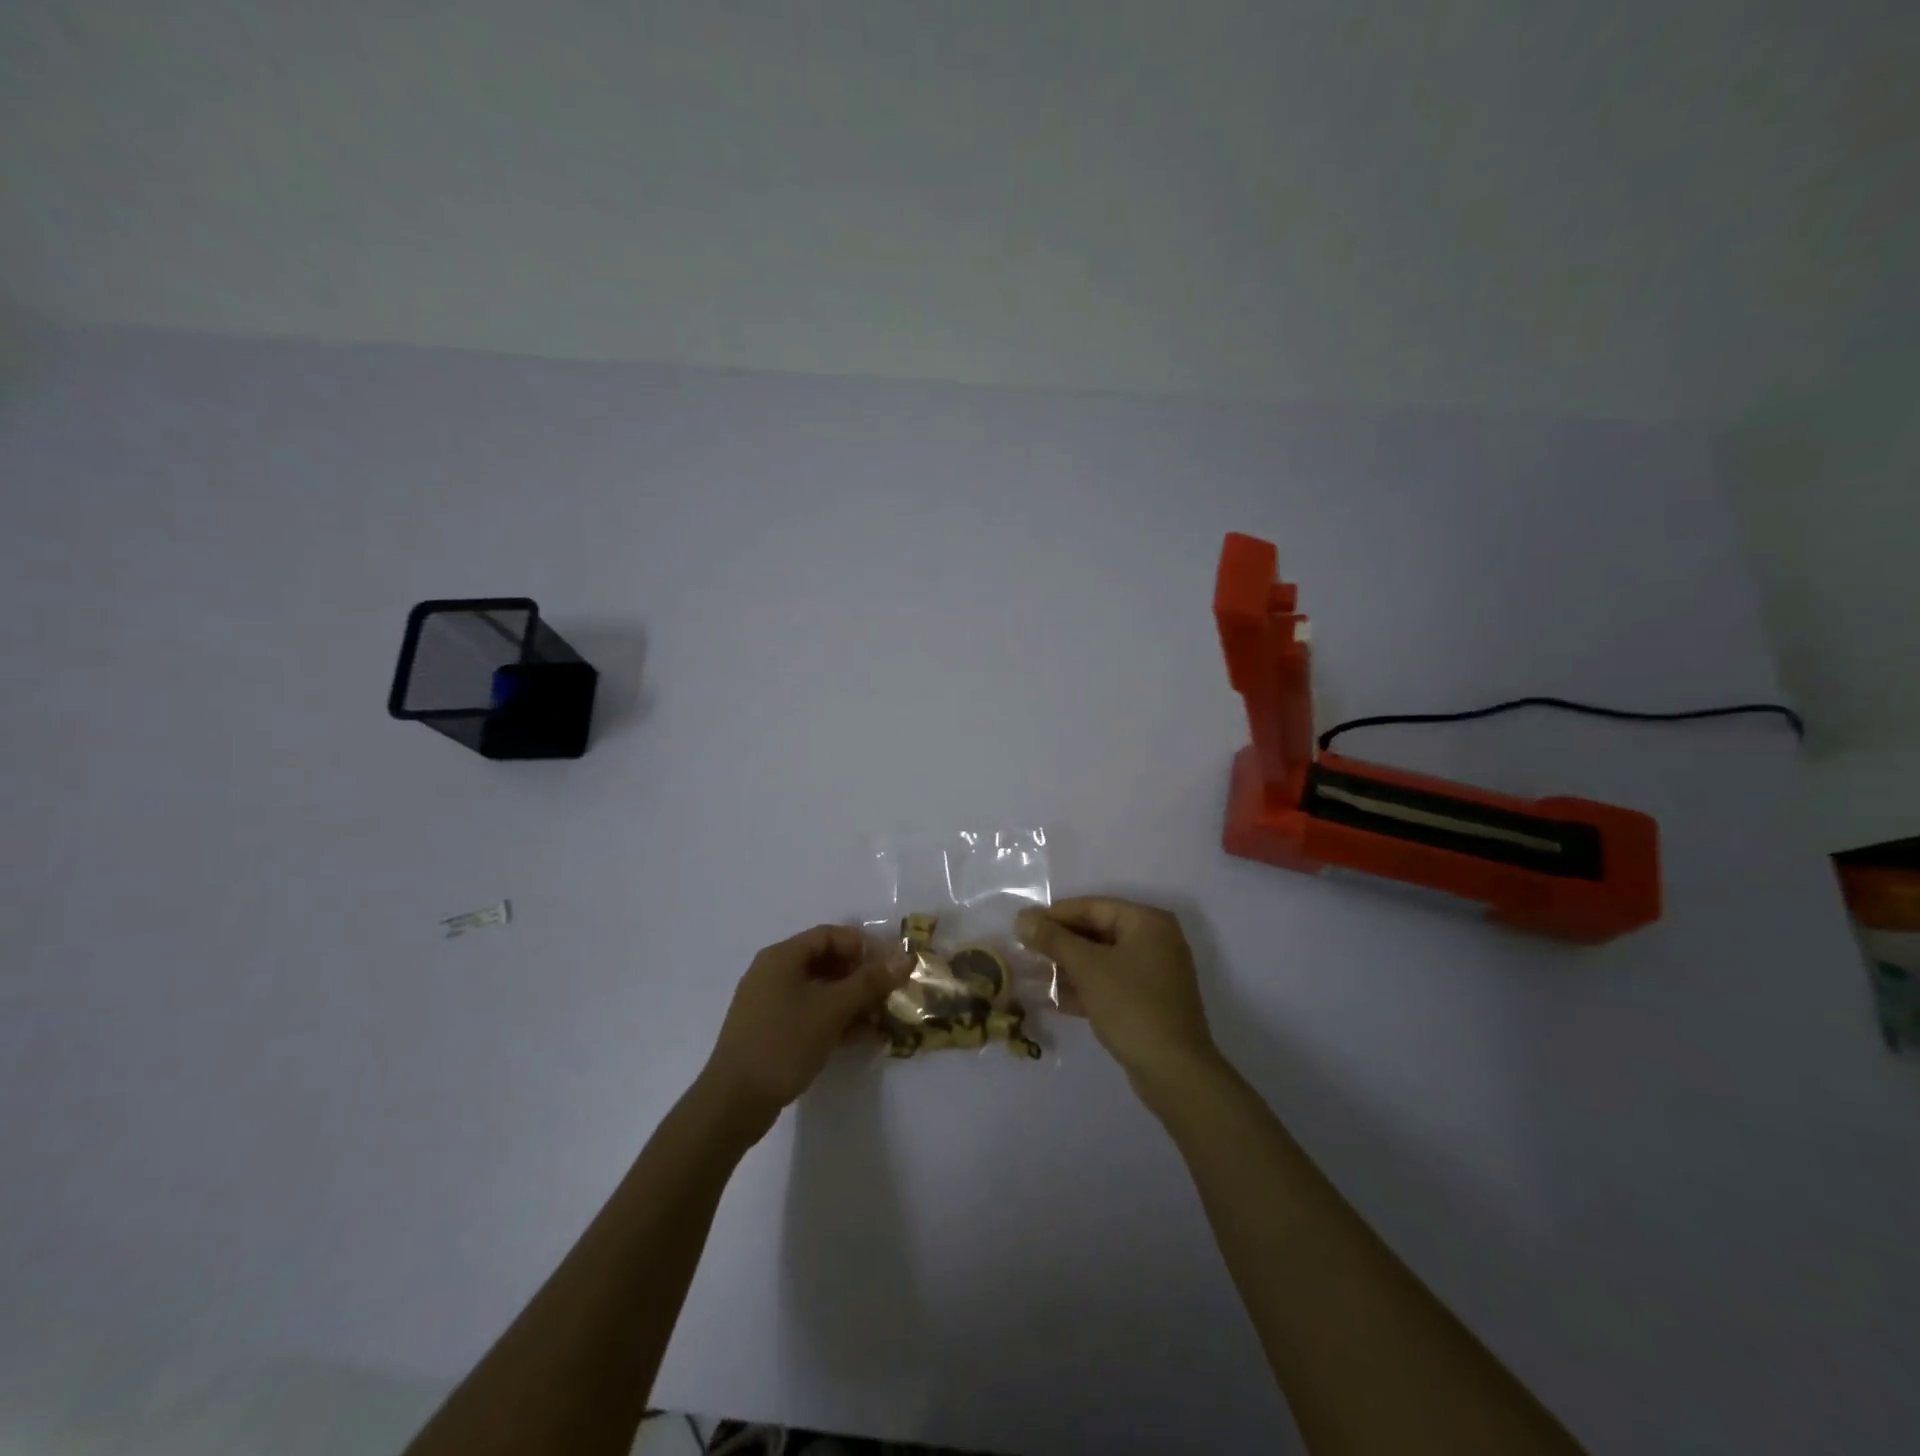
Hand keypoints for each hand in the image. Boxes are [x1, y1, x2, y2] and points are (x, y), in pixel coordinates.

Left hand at [699, 925, 901, 1140]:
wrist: (733, 1102)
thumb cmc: (784, 1043)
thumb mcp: (832, 1009)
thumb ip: (869, 982)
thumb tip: (905, 958)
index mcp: (782, 957)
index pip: (830, 935)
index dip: (862, 947)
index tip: (888, 969)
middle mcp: (773, 972)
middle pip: (826, 961)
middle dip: (860, 977)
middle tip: (887, 997)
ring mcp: (769, 1003)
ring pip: (819, 990)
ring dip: (851, 1002)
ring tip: (878, 1022)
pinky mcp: (770, 1030)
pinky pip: (809, 1013)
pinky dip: (834, 1019)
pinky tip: (858, 1038)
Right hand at [1016, 897, 1220, 1100]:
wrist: (1175, 1072)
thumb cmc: (1131, 1006)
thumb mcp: (1087, 968)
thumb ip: (1053, 939)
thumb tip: (1022, 918)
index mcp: (1146, 922)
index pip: (1091, 907)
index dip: (1054, 915)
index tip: (1021, 925)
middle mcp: (1154, 940)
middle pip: (1096, 932)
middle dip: (1059, 943)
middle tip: (1023, 950)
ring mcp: (1153, 973)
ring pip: (1101, 960)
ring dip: (1067, 967)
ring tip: (1030, 973)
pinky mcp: (1147, 1001)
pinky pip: (1109, 984)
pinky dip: (1083, 987)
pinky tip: (1051, 998)